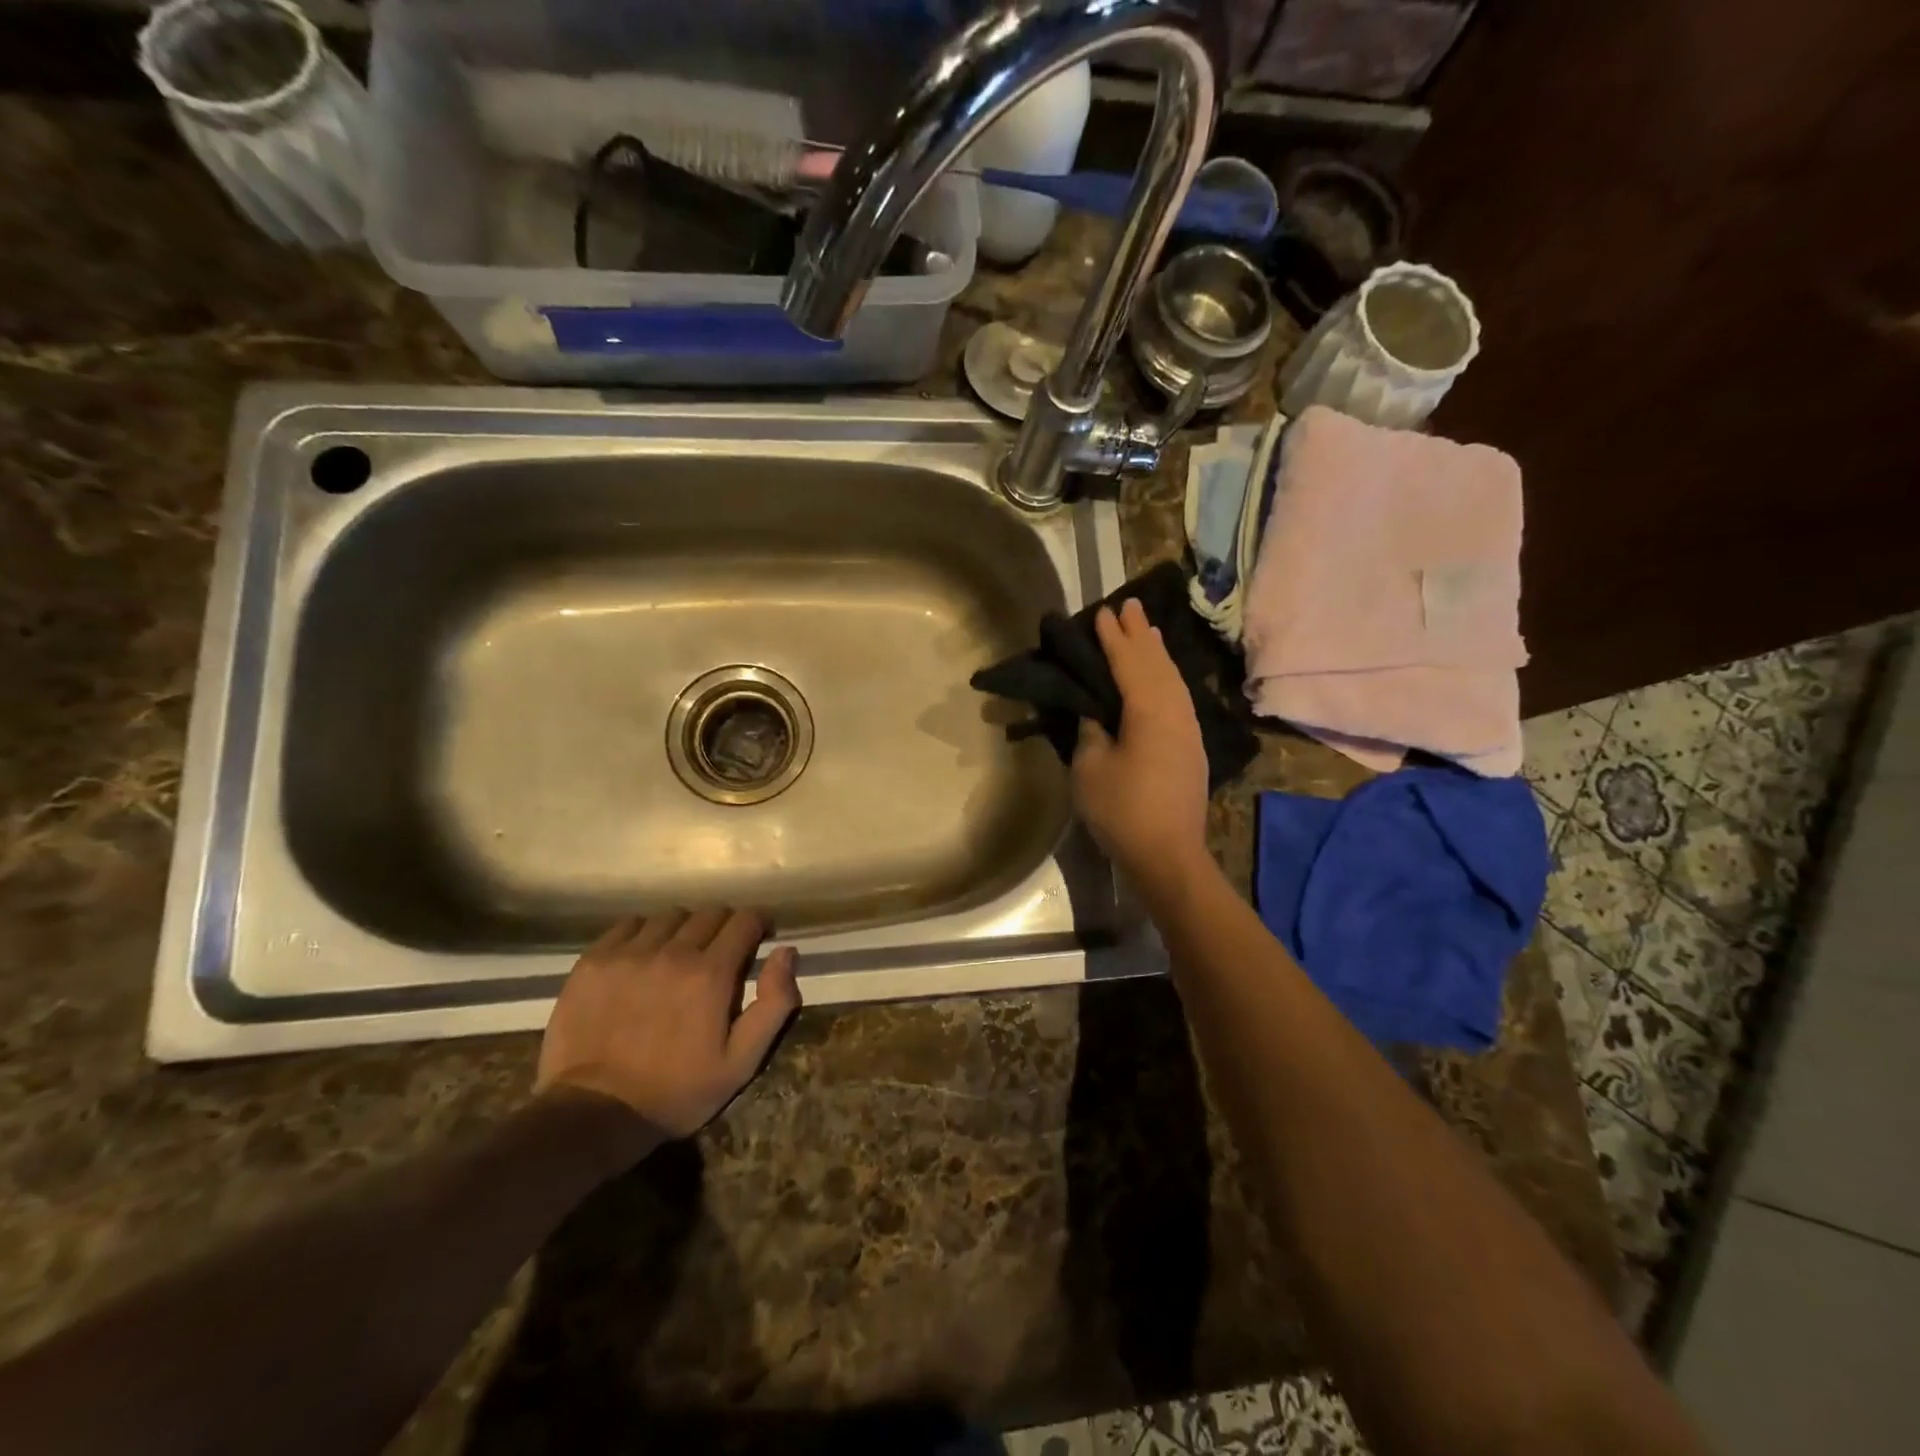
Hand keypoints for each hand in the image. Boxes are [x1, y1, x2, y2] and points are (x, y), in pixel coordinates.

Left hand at [536, 909, 801, 1137]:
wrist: (593, 1115)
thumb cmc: (677, 1092)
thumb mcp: (742, 1061)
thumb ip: (774, 1003)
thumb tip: (787, 951)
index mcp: (711, 974)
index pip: (745, 920)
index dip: (758, 924)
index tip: (759, 938)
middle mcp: (673, 952)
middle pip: (710, 913)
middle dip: (724, 927)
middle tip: (720, 954)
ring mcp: (629, 953)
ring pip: (670, 916)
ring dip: (684, 929)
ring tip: (679, 955)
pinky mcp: (594, 961)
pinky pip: (629, 924)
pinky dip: (644, 933)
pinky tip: (643, 957)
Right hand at [1071, 598, 1211, 892]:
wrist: (1168, 855)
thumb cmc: (1123, 811)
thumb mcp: (1090, 769)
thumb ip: (1092, 732)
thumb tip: (1096, 714)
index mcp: (1150, 712)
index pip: (1130, 663)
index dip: (1114, 638)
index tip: (1102, 612)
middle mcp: (1176, 712)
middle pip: (1157, 664)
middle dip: (1141, 634)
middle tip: (1129, 604)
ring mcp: (1188, 730)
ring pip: (1173, 680)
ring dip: (1158, 653)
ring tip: (1148, 630)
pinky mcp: (1191, 748)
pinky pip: (1178, 697)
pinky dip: (1167, 677)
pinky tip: (1162, 677)